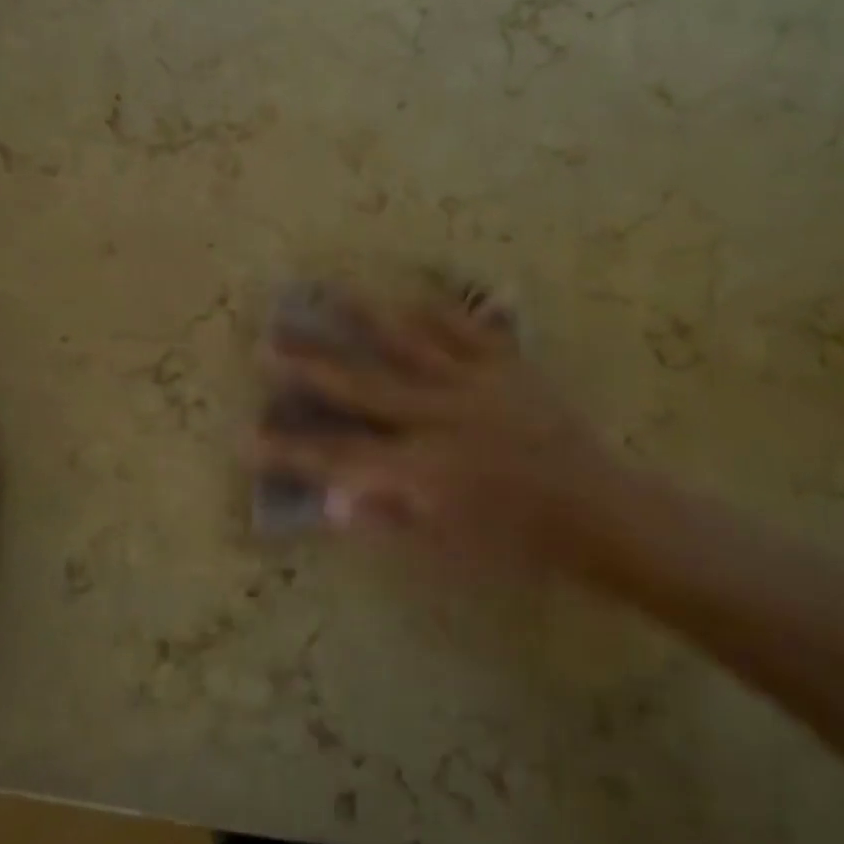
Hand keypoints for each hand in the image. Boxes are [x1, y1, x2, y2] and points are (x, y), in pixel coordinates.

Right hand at [253, 290, 644, 591]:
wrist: (597, 510)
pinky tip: (407, 293)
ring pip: (408, 343)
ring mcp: (475, 384)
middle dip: (309, 366)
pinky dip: (435, 310)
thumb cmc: (519, 543)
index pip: (341, 458)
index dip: (291, 450)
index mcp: (424, 469)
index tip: (246, 436)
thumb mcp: (451, 553)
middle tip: (267, 342)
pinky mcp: (507, 365)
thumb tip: (331, 501)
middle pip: (362, 387)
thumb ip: (389, 521)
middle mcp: (440, 417)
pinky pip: (466, 329)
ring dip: (363, 317)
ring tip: (326, 291)